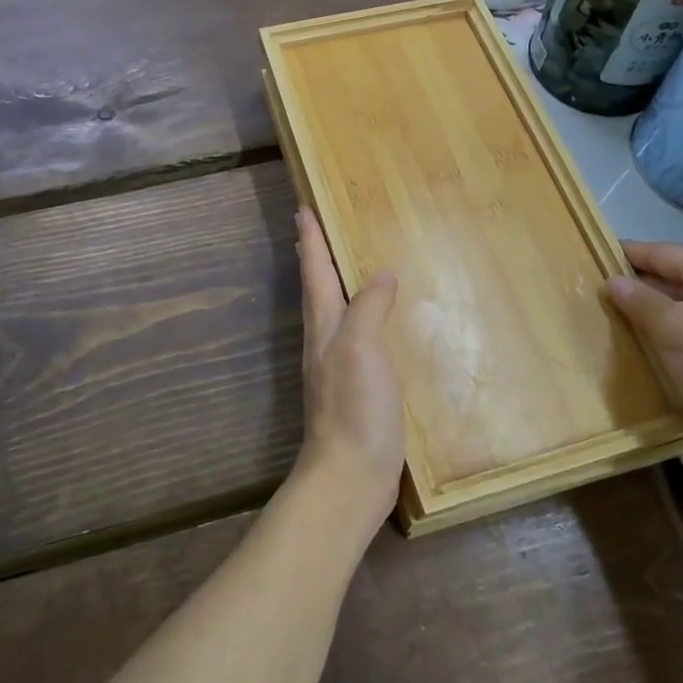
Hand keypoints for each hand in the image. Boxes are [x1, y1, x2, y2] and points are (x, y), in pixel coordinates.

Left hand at [293, 209, 403, 541]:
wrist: (351, 476)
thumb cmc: (354, 408)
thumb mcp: (361, 348)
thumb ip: (368, 308)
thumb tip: (380, 274)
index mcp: (324, 326)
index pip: (315, 271)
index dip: (310, 239)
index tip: (302, 206)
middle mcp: (326, 341)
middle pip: (318, 289)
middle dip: (316, 256)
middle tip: (318, 227)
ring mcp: (339, 367)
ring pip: (336, 312)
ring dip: (337, 284)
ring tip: (348, 264)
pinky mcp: (357, 389)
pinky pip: (358, 337)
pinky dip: (363, 317)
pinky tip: (379, 322)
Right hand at [606, 241, 682, 484]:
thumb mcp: (674, 329)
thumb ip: (640, 301)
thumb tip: (613, 281)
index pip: (659, 252)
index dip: (622, 256)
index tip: (585, 260)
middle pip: (673, 278)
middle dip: (635, 290)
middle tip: (590, 299)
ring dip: (652, 318)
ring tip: (611, 327)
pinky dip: (673, 340)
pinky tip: (648, 355)